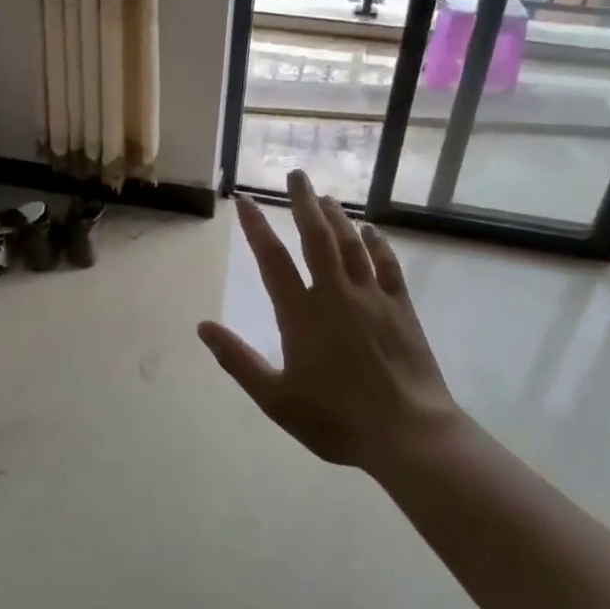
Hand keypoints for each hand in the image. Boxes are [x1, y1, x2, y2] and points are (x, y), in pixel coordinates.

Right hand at [198, 171, 466, 471]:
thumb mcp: (275, 398)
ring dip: (337, 217)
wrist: (407, 433)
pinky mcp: (401, 309)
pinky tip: (371, 231)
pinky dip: (378, 245)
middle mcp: (335, 295)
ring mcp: (372, 298)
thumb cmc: (335, 418)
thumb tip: (202, 326)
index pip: (272, 259)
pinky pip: (388, 266)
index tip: (244, 200)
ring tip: (326, 196)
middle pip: (316, 237)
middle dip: (303, 203)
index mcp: (300, 314)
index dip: (256, 227)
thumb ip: (237, 359)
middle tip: (296, 174)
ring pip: (351, 245)